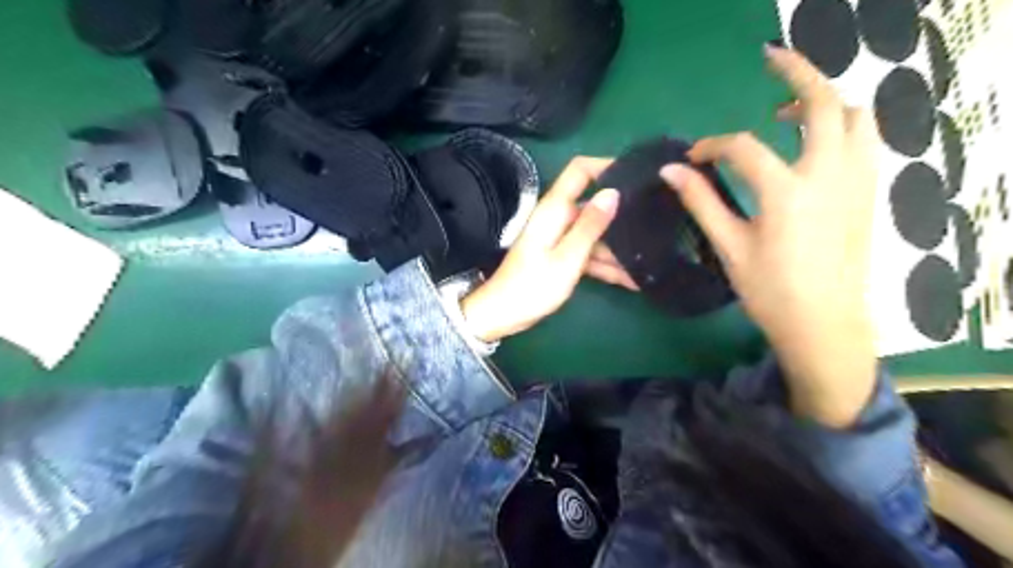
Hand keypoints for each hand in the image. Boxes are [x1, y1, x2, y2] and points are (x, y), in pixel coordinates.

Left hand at [462, 156, 635, 341]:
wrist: (502, 315)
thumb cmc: (532, 286)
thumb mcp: (567, 258)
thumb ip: (590, 226)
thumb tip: (613, 192)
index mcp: (554, 210)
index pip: (579, 171)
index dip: (606, 165)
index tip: (637, 174)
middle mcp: (559, 219)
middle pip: (594, 206)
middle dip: (623, 215)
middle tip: (658, 222)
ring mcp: (560, 239)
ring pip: (596, 235)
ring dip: (619, 249)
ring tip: (652, 260)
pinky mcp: (562, 257)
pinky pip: (589, 254)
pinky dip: (607, 265)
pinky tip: (633, 280)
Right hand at [665, 47, 878, 428]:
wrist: (824, 325)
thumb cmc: (770, 291)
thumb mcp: (730, 246)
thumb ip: (701, 202)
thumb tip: (670, 170)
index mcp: (787, 192)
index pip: (744, 147)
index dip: (713, 145)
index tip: (694, 157)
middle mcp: (829, 174)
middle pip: (822, 102)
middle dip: (795, 73)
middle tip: (770, 59)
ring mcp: (856, 180)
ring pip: (855, 115)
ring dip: (824, 99)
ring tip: (789, 108)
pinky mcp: (866, 192)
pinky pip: (864, 140)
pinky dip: (841, 125)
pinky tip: (814, 141)